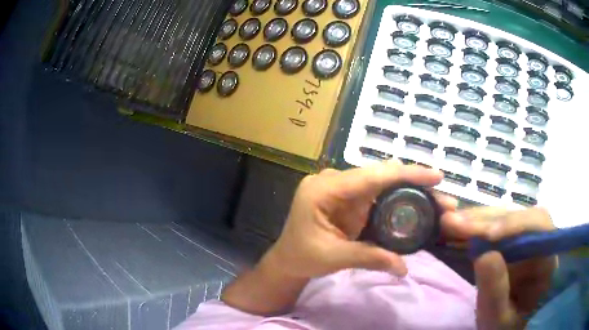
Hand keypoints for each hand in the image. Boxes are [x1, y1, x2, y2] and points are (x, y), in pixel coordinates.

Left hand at [222, 161, 456, 315]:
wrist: (289, 259)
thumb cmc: (302, 256)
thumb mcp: (333, 257)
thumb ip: (369, 258)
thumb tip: (404, 268)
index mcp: (324, 189)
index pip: (371, 176)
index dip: (406, 174)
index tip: (435, 176)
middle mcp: (334, 181)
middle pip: (381, 176)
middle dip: (414, 183)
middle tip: (442, 196)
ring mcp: (343, 189)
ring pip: (383, 183)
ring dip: (410, 191)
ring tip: (437, 202)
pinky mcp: (350, 199)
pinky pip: (378, 195)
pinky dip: (399, 200)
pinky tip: (417, 205)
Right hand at [442, 207, 556, 329]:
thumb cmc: (506, 329)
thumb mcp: (498, 320)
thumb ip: (495, 293)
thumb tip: (483, 253)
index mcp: (548, 261)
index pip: (540, 227)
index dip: (516, 225)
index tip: (487, 236)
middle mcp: (540, 243)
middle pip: (520, 217)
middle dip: (488, 220)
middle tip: (454, 223)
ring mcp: (526, 242)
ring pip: (506, 218)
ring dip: (479, 220)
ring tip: (450, 222)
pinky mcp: (512, 244)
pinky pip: (496, 228)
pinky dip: (477, 226)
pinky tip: (460, 226)